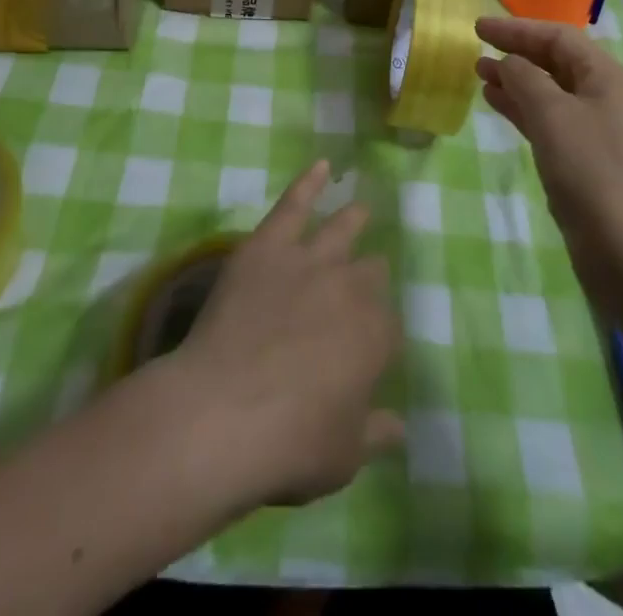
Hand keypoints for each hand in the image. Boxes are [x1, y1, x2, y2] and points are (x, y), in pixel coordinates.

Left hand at [171, 161, 403, 506]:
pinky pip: (294, 204)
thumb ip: (374, 433)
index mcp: (376, 337)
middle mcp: (351, 288)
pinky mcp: (269, 245)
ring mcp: (309, 260)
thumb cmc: (289, 444)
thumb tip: (399, 426)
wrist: (223, 411)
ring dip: (354, 220)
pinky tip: (322, 165)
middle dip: (369, 278)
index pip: (388, 328)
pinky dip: (308, 183)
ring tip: (362, 208)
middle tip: (364, 283)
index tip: (367, 351)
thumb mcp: (343, 456)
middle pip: (370, 274)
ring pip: (342, 231)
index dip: (378, 338)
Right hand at [475, 17, 622, 313]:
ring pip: (549, 92)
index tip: (478, 28)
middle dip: (516, 54)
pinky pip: (549, 120)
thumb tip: (510, 63)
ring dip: (516, 81)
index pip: (558, 38)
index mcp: (607, 77)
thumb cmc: (591, 169)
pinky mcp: (585, 160)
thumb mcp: (552, 114)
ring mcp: (596, 131)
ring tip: (480, 76)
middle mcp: (605, 97)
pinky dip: (522, 109)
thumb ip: (526, 78)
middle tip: (476, 51)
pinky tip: (497, 105)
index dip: (517, 29)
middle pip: (556, 62)